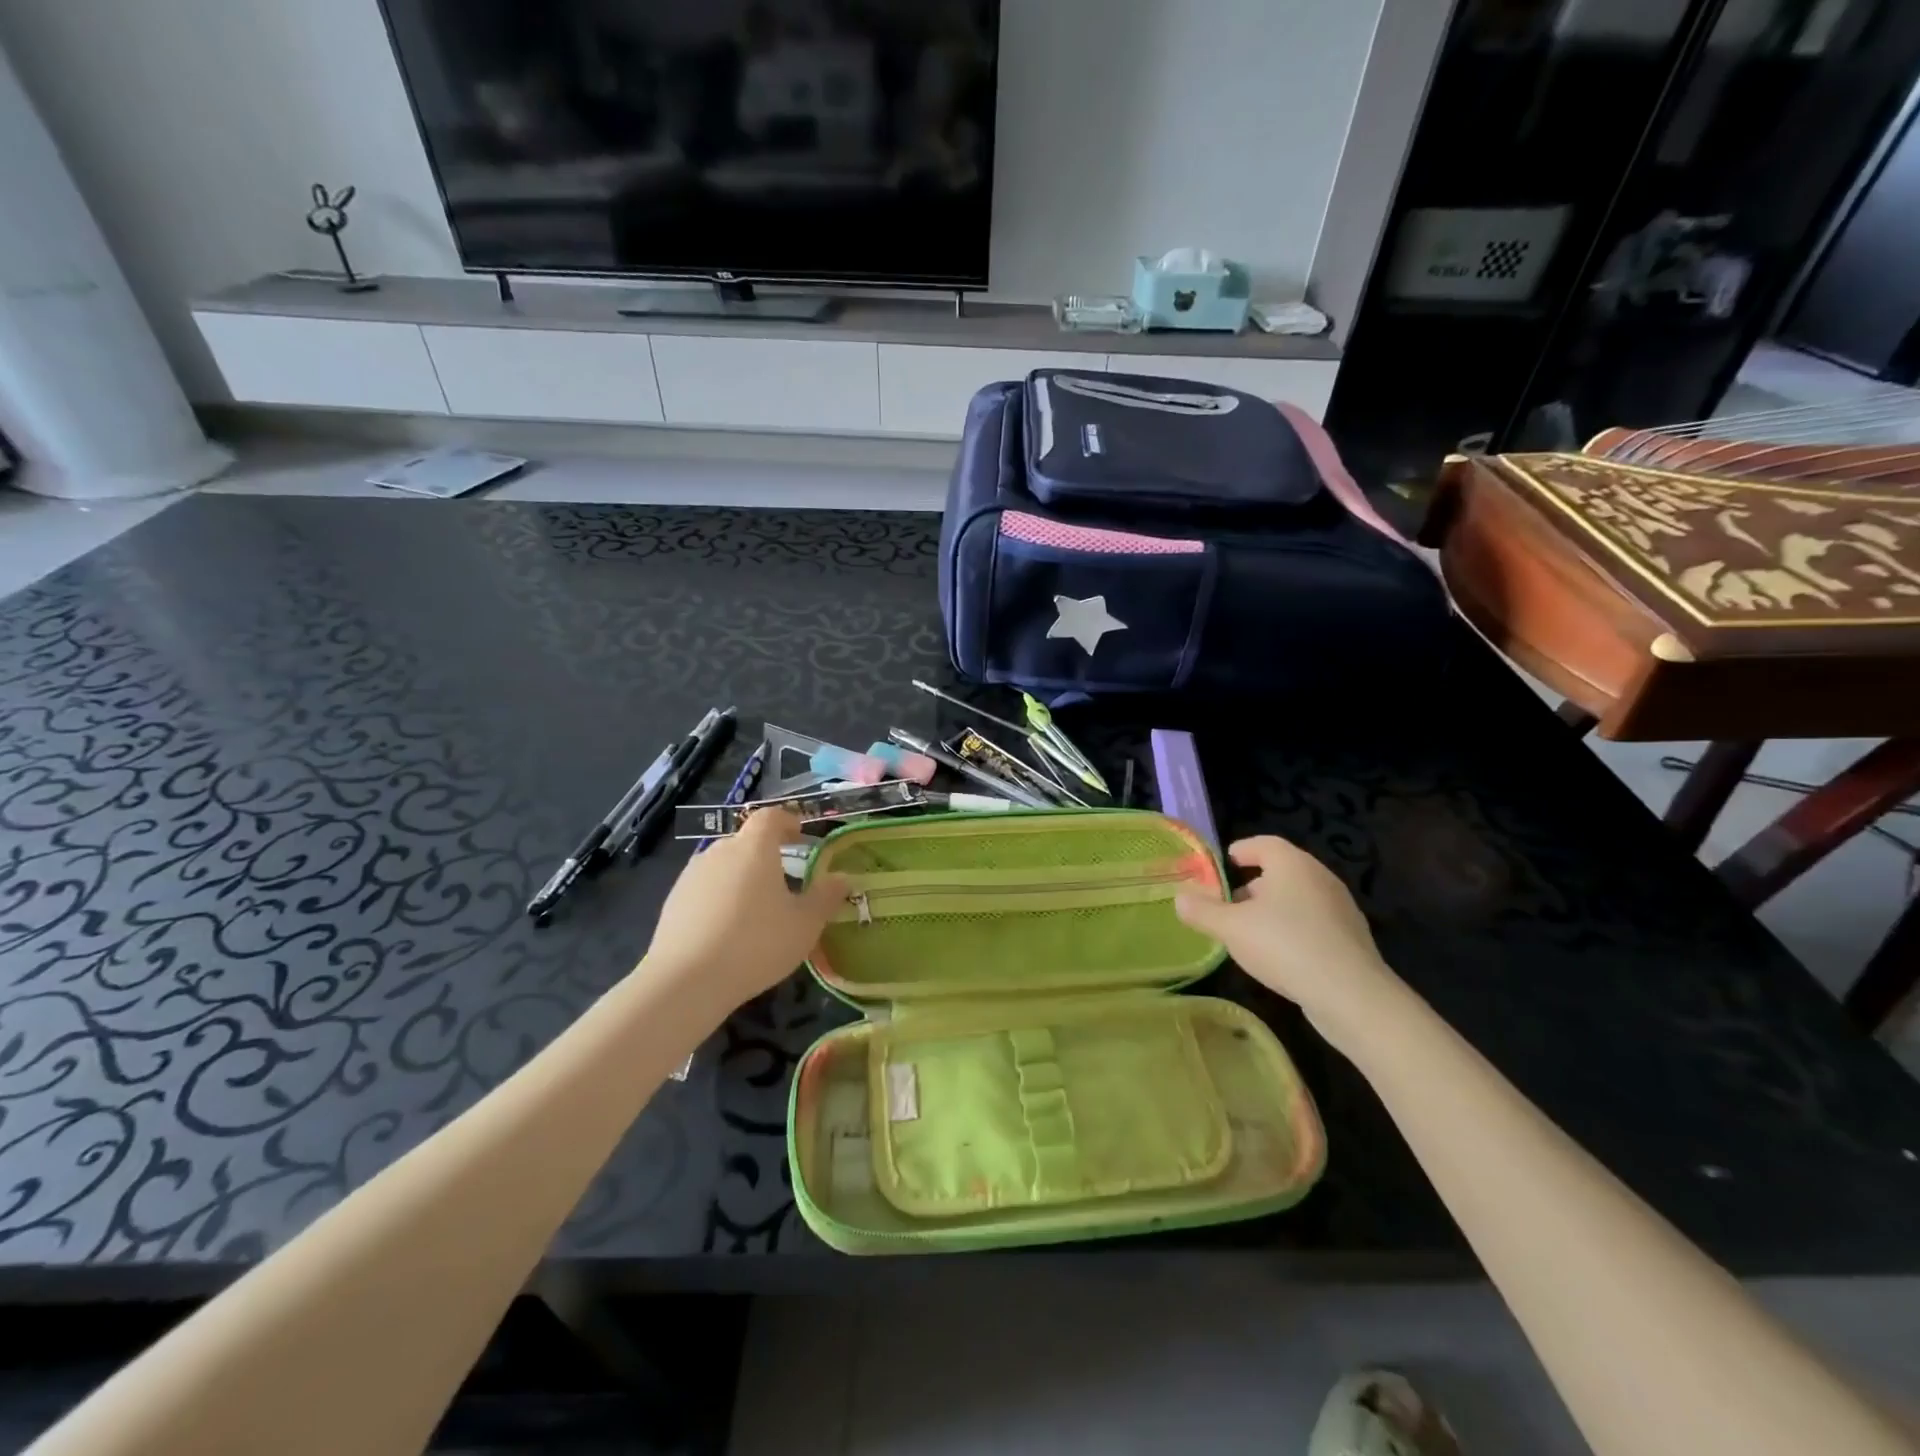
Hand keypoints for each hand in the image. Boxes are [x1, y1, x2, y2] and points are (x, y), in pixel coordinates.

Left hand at [640, 810, 847, 1012]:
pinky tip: (726, 931)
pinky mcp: (673, 901)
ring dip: (741, 878)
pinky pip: (704, 889)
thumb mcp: (805, 924)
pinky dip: (719, 899)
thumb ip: (825, 896)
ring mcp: (692, 875)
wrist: (685, 981)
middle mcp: (720, 851)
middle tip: (784, 882)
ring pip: (724, 866)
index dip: (787, 822)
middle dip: (766, 855)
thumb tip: (842, 877)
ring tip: (755, 910)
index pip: (770, 817)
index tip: (800, 835)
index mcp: (754, 848)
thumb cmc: (756, 943)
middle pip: (746, 842)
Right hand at [1174, 836, 1404, 1051]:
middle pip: (1280, 871)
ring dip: (1272, 910)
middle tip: (1228, 906)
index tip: (1221, 867)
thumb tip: (1180, 898)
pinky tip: (1278, 957)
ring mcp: (1340, 908)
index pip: (1263, 844)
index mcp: (1292, 864)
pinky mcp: (1351, 938)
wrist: (1351, 995)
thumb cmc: (1285, 945)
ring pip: (1297, 899)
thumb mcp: (1231, 928)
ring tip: (1248, 934)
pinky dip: (1292, 931)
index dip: (1240, 852)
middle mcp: (1320, 877)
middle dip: (1251, 886)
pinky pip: (1313, 924)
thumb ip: (1202, 911)